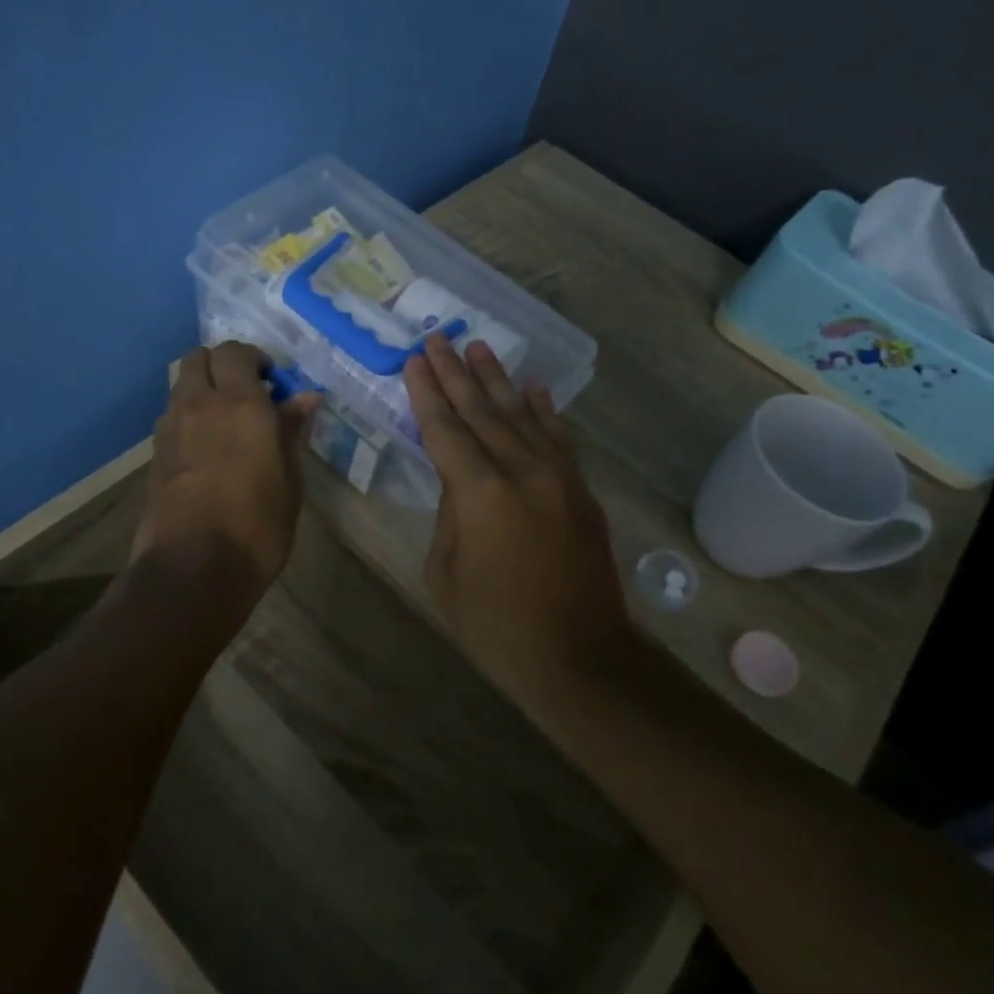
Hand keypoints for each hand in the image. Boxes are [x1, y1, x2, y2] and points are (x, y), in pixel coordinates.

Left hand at [132, 342, 320, 603]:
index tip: (273, 383)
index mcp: (240, 405)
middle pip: (198, 357)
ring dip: (202, 388)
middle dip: (222, 364)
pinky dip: (189, 415)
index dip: (255, 359)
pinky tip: (206, 447)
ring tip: (226, 421)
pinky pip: (172, 414)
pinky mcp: (154, 453)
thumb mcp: (289, 481)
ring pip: (181, 384)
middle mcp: (200, 405)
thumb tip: (305, 397)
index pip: (236, 352)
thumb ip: (291, 432)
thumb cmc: (256, 528)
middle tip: (247, 392)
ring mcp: (171, 428)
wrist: (192, 570)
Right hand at [404, 335, 631, 682]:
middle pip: (480, 410)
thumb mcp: (446, 570)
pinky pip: (557, 437)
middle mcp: (521, 470)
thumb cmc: (496, 624)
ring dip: (497, 379)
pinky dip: (542, 409)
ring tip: (477, 347)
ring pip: (520, 414)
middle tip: (438, 338)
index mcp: (480, 493)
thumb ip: (450, 512)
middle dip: (455, 373)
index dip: (426, 392)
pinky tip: (531, 387)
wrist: (578, 655)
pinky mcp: (579, 488)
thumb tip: (460, 479)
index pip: (444, 428)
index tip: (414, 359)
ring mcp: (557, 476)